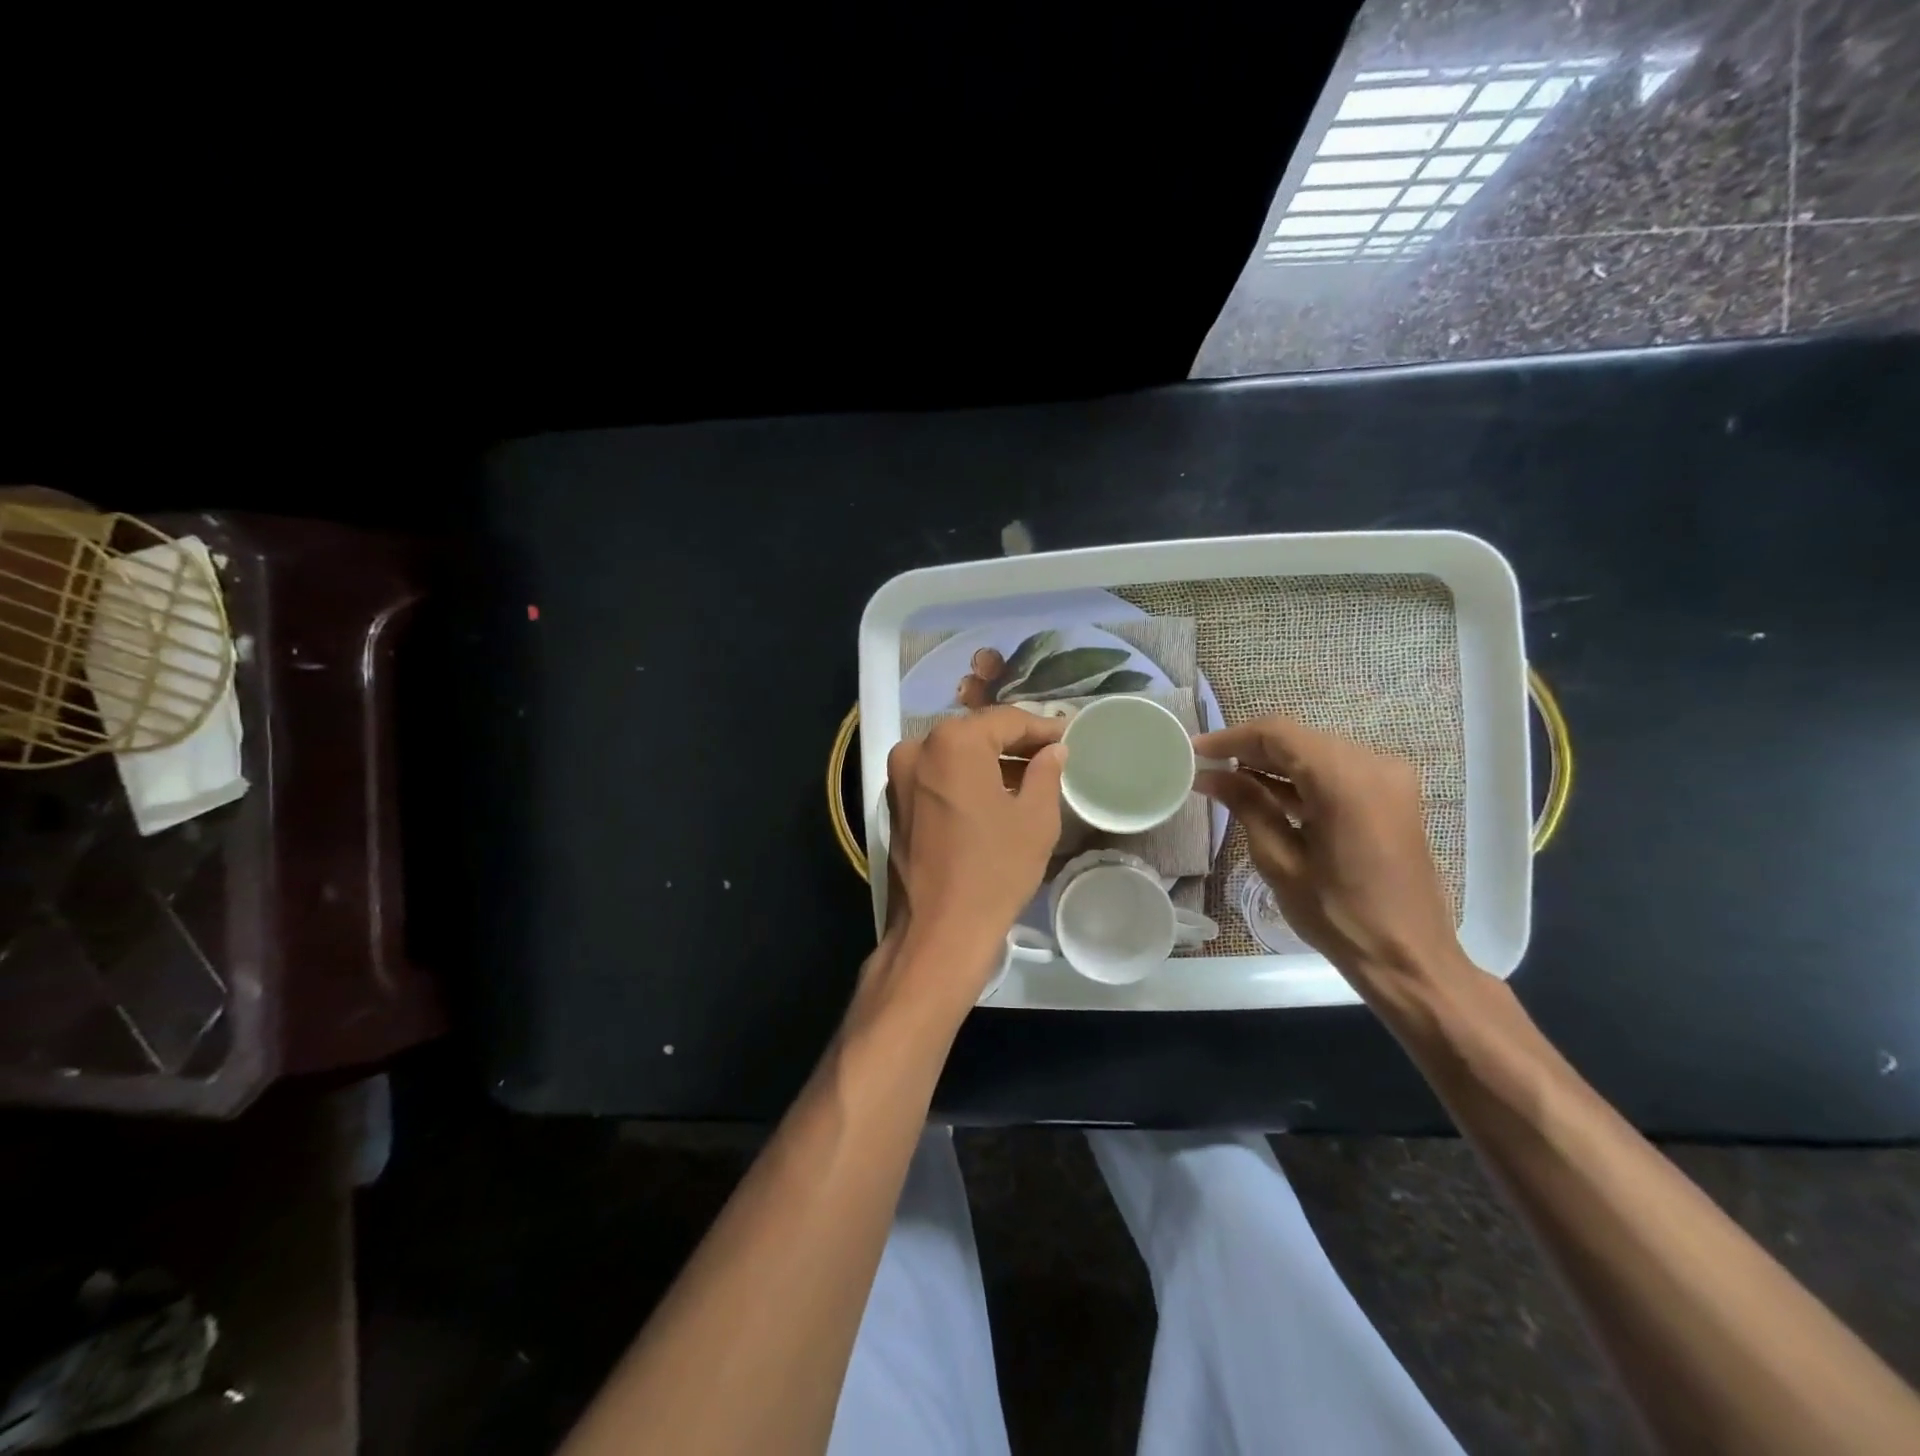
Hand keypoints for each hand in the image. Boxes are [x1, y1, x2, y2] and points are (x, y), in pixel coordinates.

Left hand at [881, 708, 1066, 988]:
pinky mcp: (895, 803)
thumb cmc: (994, 870)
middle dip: (1015, 743)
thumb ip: (1046, 772)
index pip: (1006, 720)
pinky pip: (938, 777)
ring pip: (955, 755)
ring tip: (1031, 776)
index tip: (1069, 735)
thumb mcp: (1035, 818)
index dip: (1042, 727)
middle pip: (976, 734)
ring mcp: (899, 776)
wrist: (938, 932)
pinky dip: (966, 780)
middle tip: (1053, 754)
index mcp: (952, 742)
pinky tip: (996, 795)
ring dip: (990, 762)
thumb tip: (1052, 750)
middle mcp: (917, 748)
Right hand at [1193, 716, 1466, 994]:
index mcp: (1345, 780)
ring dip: (1274, 762)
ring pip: (1317, 751)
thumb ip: (1246, 806)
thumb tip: (1209, 776)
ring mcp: (1389, 778)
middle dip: (1250, 748)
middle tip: (1207, 767)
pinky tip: (1267, 793)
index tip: (1195, 751)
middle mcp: (1374, 764)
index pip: (1278, 734)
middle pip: (1299, 738)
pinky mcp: (1393, 795)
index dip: (1231, 737)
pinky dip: (1301, 777)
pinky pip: (1337, 770)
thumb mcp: (1280, 860)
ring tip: (1228, 779)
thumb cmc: (1338, 915)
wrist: (1408, 958)